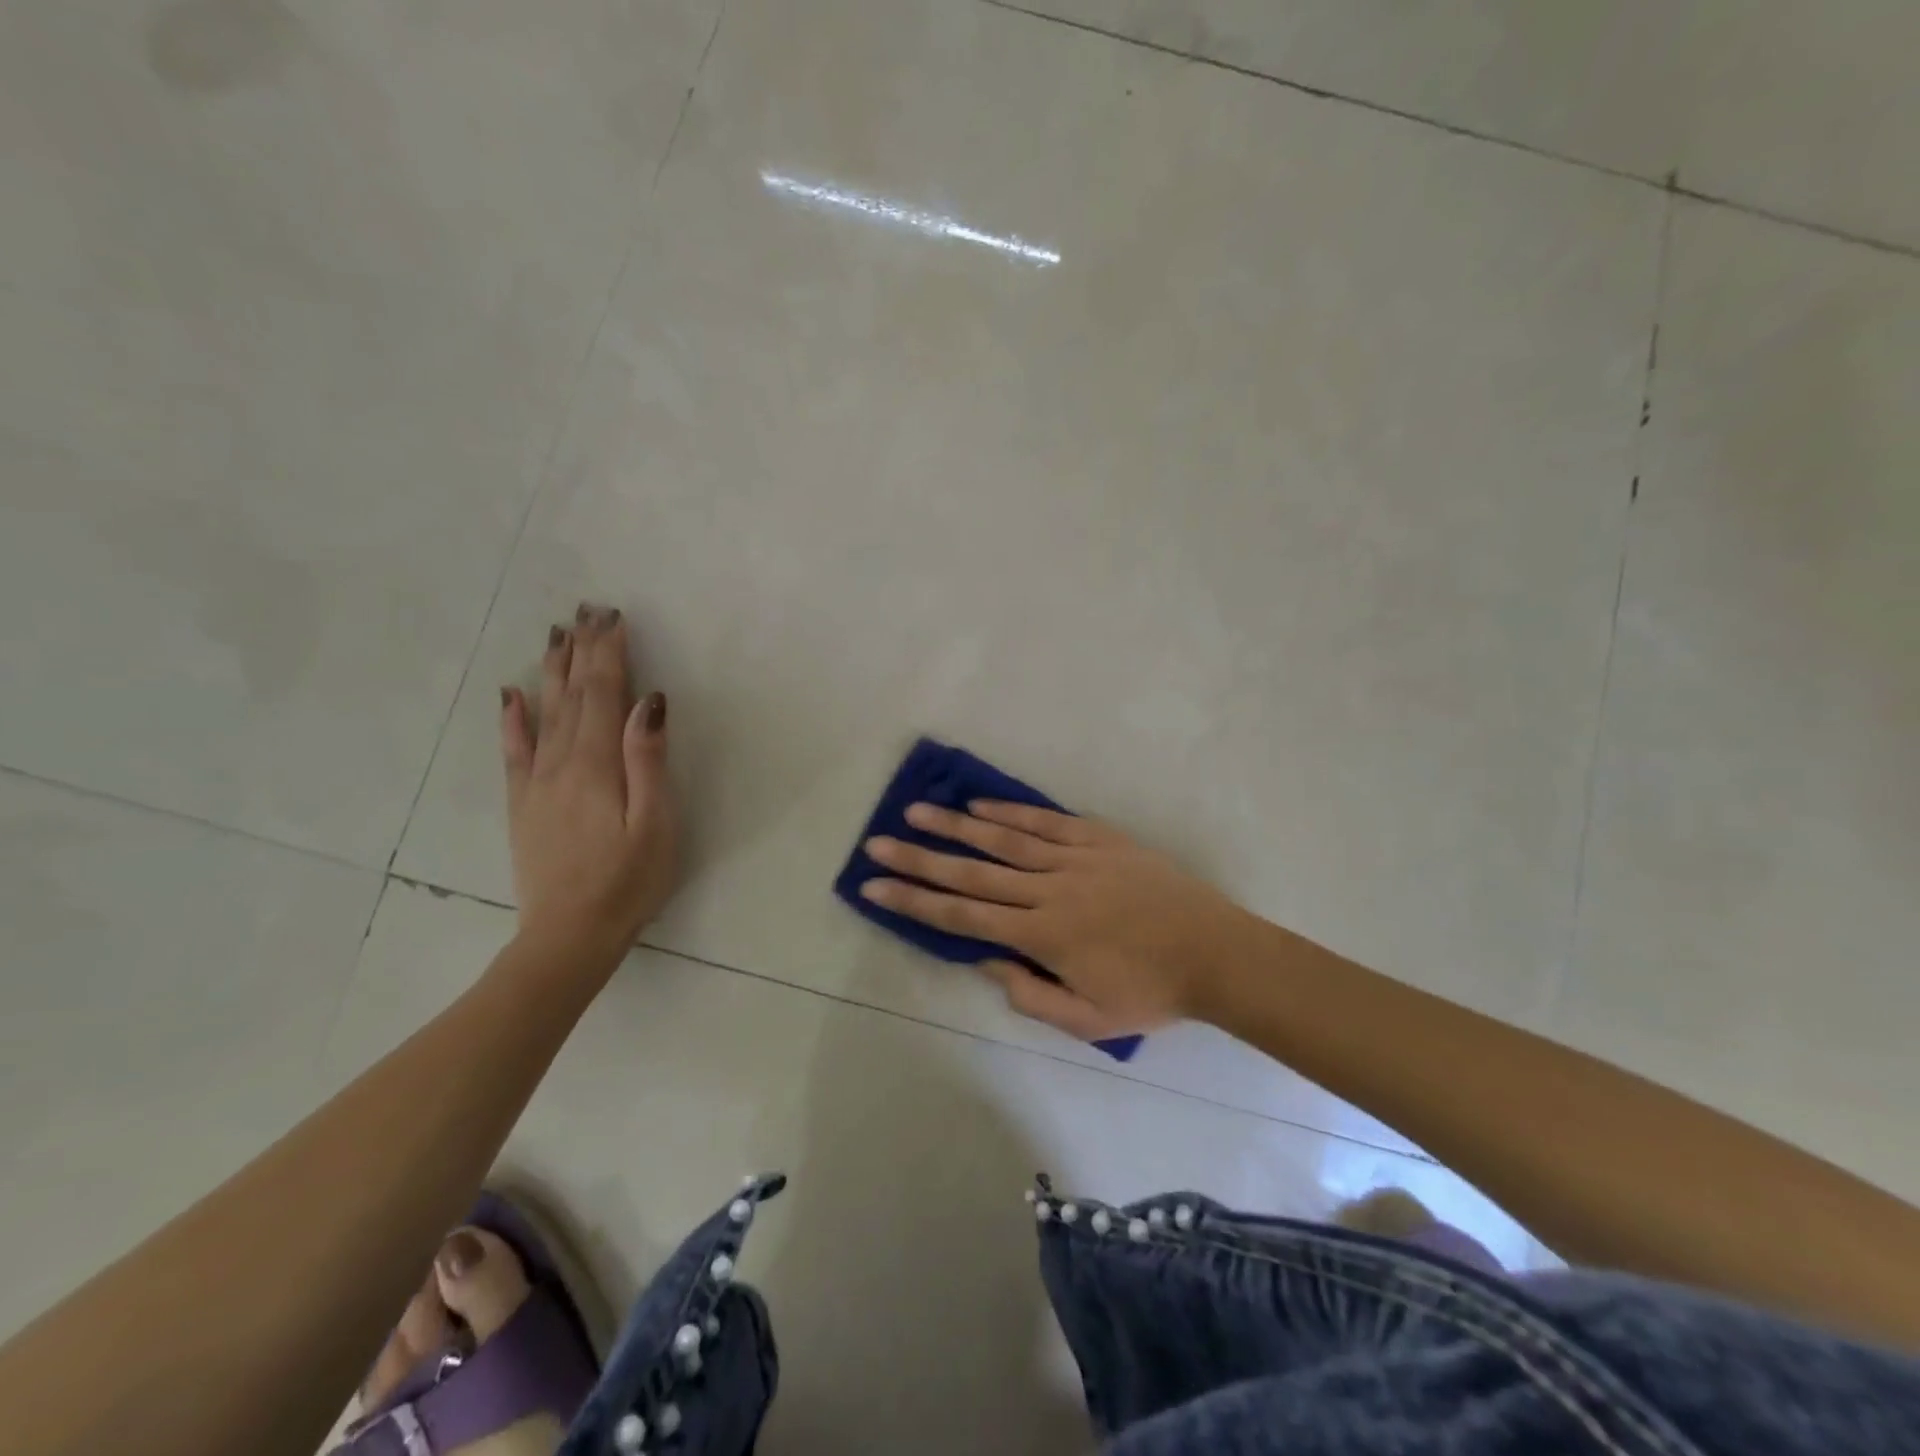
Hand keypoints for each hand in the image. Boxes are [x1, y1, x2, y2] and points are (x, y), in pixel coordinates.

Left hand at [499, 604, 678, 963]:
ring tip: (557, 635)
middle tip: (585, 611)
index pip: (604, 694)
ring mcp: (536, 782)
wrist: (569, 935)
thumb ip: (649, 760)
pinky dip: (513, 717)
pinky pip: (515, 749)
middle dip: (581, 650)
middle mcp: (561, 763)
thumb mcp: (655, 823)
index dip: (609, 653)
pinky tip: (512, 694)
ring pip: (544, 712)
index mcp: (597, 764)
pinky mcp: (524, 803)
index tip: (613, 616)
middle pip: (572, 694)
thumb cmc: (628, 880)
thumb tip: (649, 702)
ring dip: (553, 670)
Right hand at [860, 802, 1244, 1040]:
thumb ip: (1030, 995)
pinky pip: (1045, 821)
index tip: (875, 887)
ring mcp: (1074, 859)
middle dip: (919, 859)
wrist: (1215, 952)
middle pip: (971, 873)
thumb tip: (986, 961)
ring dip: (956, 825)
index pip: (963, 918)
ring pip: (1003, 840)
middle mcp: (1049, 891)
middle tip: (877, 843)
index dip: (915, 903)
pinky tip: (981, 804)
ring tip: (917, 810)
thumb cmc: (1150, 992)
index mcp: (1043, 937)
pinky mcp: (1099, 839)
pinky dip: (1010, 812)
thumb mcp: (1088, 1020)